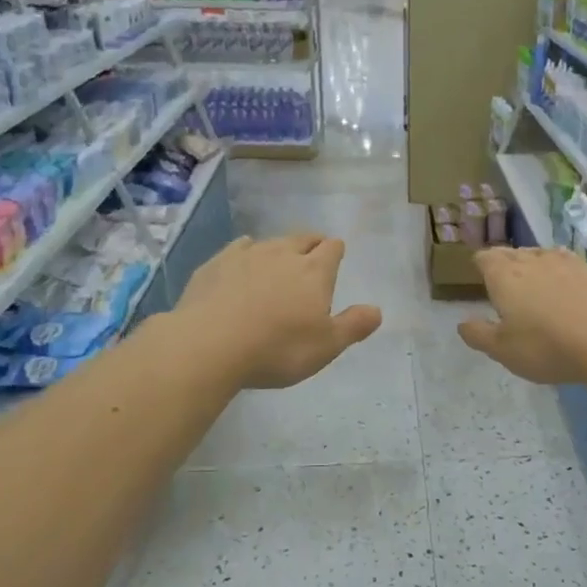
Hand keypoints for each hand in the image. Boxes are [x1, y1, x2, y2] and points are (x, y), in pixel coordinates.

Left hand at [176, 234, 381, 389]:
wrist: (209, 345)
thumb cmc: (278, 348)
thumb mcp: (326, 346)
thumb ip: (353, 326)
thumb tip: (377, 310)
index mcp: (314, 271)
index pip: (332, 248)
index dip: (336, 250)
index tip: (336, 255)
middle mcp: (283, 254)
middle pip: (303, 238)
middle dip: (311, 243)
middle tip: (313, 254)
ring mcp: (246, 255)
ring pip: (270, 242)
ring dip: (279, 249)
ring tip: (279, 261)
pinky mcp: (215, 264)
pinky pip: (238, 249)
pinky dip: (246, 253)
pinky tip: (242, 263)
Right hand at [457, 246, 586, 385]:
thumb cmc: (546, 347)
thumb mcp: (503, 351)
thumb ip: (479, 335)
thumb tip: (462, 323)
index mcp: (504, 276)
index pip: (485, 258)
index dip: (480, 264)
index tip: (479, 274)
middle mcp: (531, 261)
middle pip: (511, 253)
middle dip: (504, 263)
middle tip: (503, 281)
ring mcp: (564, 262)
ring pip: (539, 254)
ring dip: (531, 264)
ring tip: (532, 281)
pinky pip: (566, 263)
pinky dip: (559, 271)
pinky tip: (564, 285)